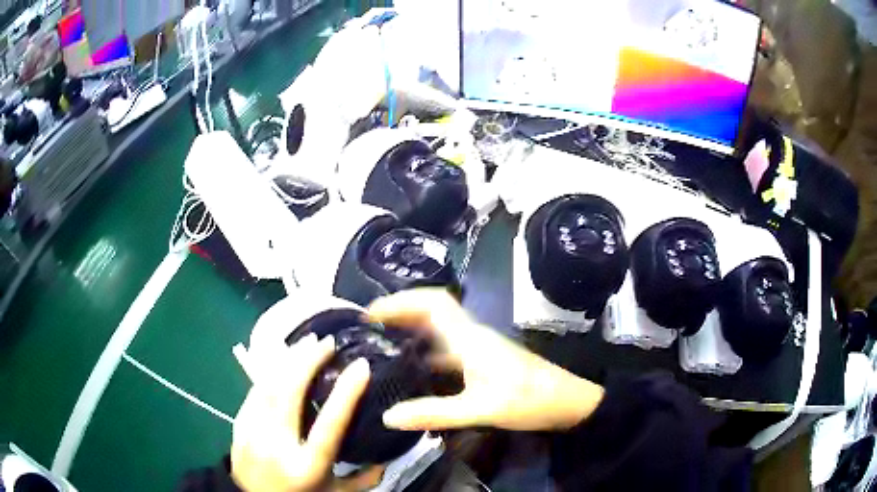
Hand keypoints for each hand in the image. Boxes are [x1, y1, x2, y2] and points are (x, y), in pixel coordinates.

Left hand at [231, 334, 370, 491]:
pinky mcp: (239, 425)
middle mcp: (276, 446)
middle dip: (308, 361)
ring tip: (306, 342)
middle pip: (289, 394)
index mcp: (307, 466)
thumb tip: (385, 460)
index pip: (329, 425)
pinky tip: (281, 360)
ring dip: (287, 360)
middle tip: (327, 342)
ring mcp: (252, 433)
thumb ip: (363, 480)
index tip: (361, 365)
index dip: (346, 393)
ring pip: (268, 386)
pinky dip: (270, 372)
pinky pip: (254, 391)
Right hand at [367, 289, 604, 431]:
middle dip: (402, 312)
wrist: (567, 402)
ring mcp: (480, 348)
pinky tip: (416, 369)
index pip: (433, 303)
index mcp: (470, 338)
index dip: (401, 300)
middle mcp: (473, 336)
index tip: (371, 311)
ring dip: (414, 330)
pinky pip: (449, 347)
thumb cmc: (528, 400)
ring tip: (384, 343)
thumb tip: (388, 416)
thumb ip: (434, 414)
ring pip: (441, 329)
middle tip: (370, 327)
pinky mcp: (485, 361)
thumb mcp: (479, 410)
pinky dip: (428, 350)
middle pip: (433, 311)